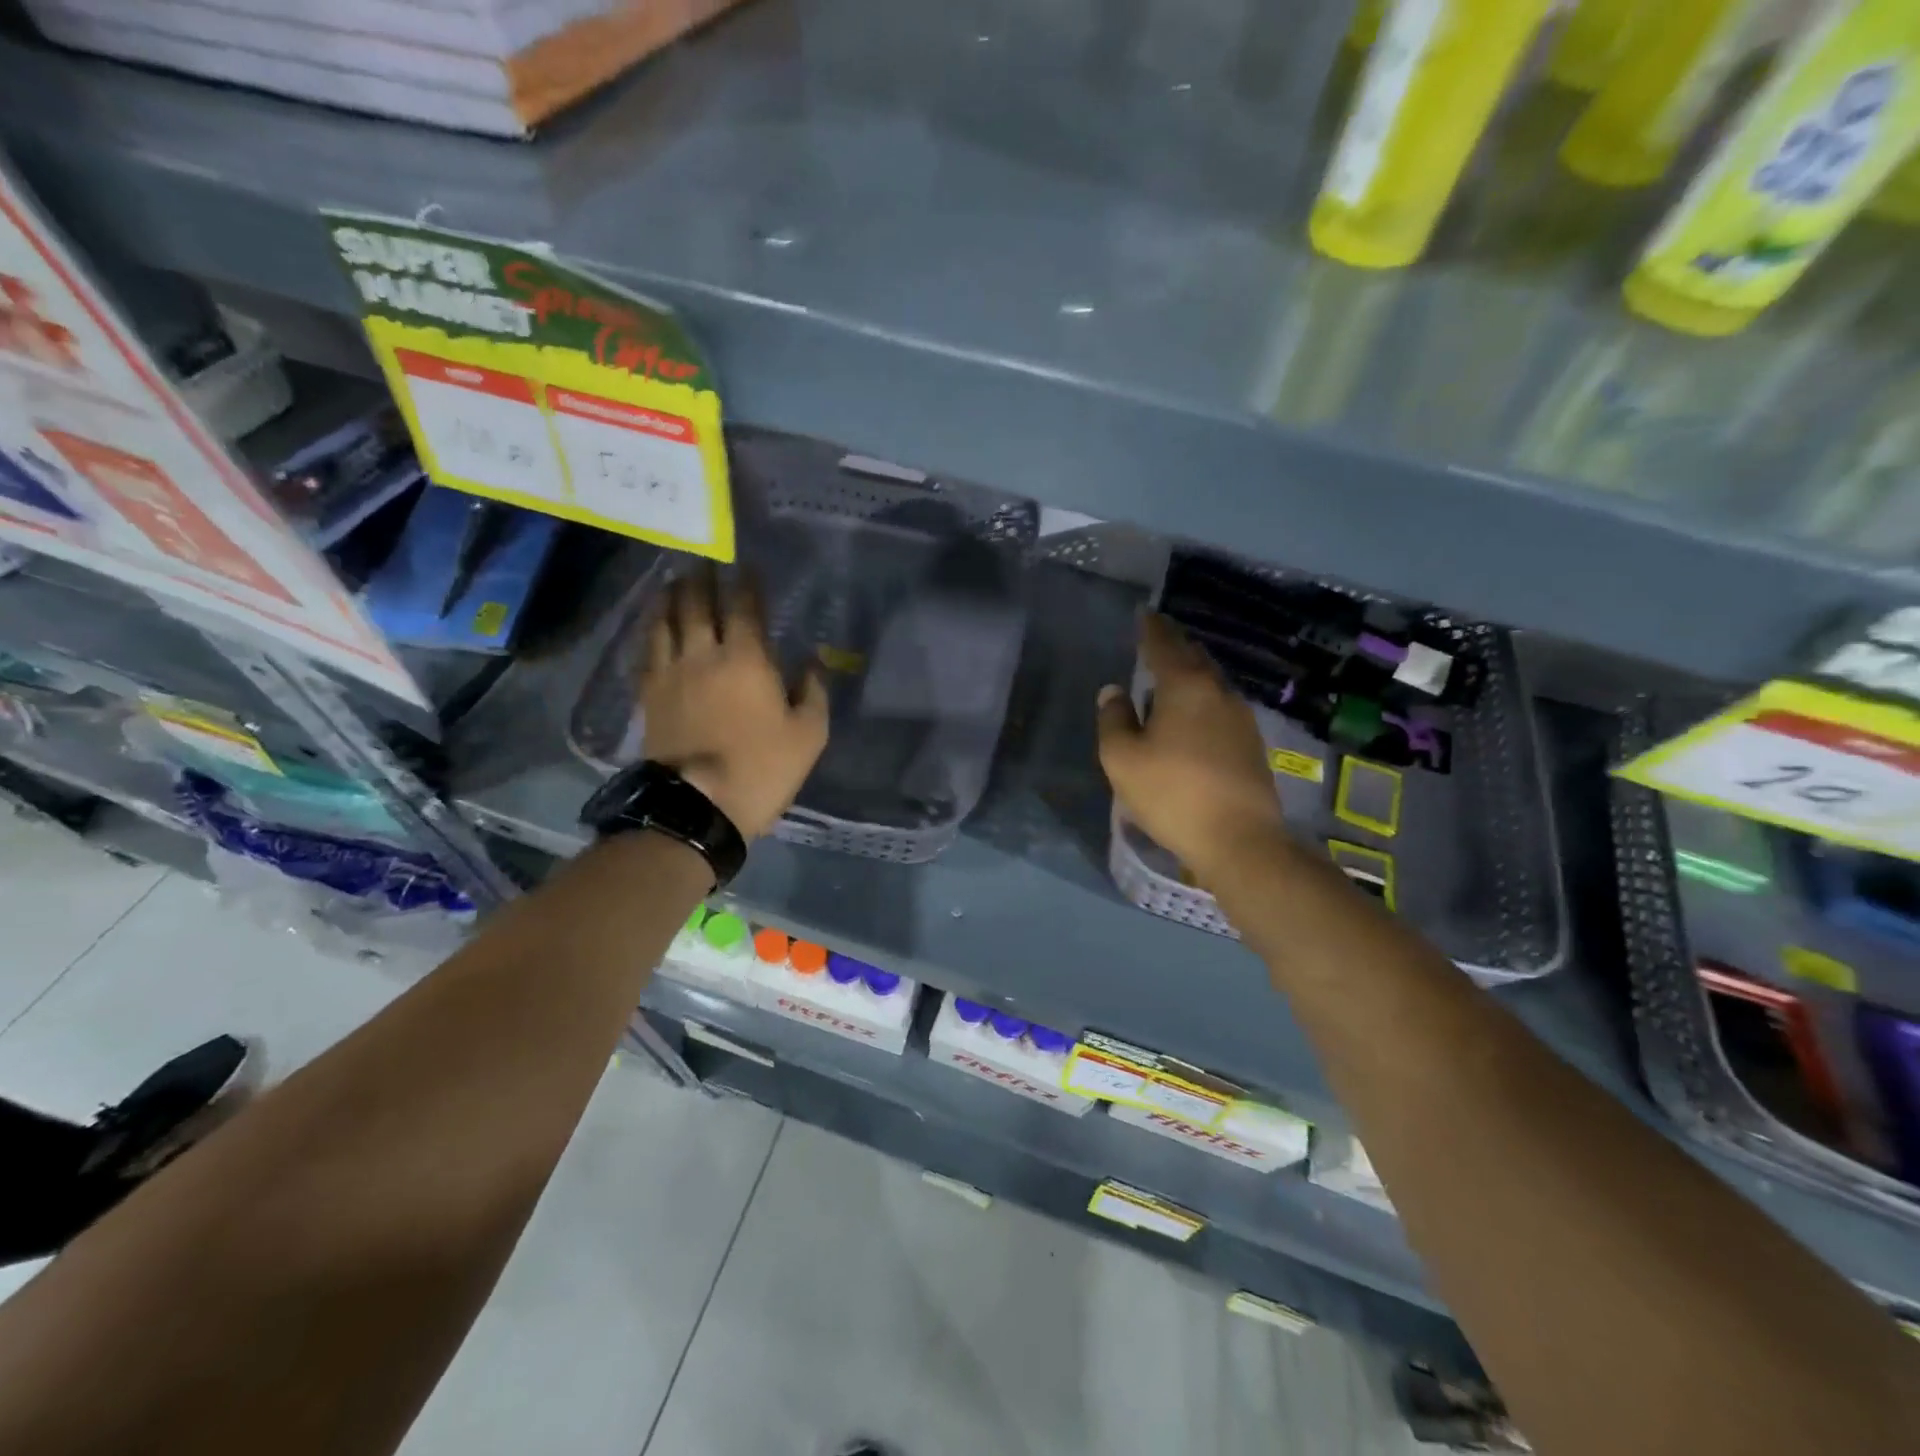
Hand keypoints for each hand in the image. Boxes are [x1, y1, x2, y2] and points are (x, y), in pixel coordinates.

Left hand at [639, 568, 828, 839]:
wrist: (697, 806)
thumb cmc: (762, 768)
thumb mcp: (809, 734)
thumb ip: (813, 691)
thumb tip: (814, 659)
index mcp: (747, 659)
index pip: (746, 607)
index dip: (748, 584)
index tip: (748, 566)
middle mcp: (704, 654)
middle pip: (697, 604)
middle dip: (702, 578)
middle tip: (702, 559)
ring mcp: (670, 673)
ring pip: (665, 621)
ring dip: (670, 596)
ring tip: (673, 581)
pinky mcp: (649, 696)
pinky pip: (646, 651)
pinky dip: (649, 630)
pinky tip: (652, 626)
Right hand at [1097, 612, 1288, 884]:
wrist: (1239, 838)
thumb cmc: (1172, 793)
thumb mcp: (1123, 759)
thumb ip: (1113, 719)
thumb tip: (1114, 691)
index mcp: (1185, 686)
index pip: (1164, 643)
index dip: (1150, 627)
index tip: (1142, 613)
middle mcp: (1217, 691)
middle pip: (1193, 657)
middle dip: (1173, 645)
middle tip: (1154, 640)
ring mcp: (1240, 716)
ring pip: (1210, 682)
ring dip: (1189, 673)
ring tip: (1168, 677)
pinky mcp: (1251, 742)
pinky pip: (1219, 706)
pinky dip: (1201, 699)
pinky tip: (1191, 715)